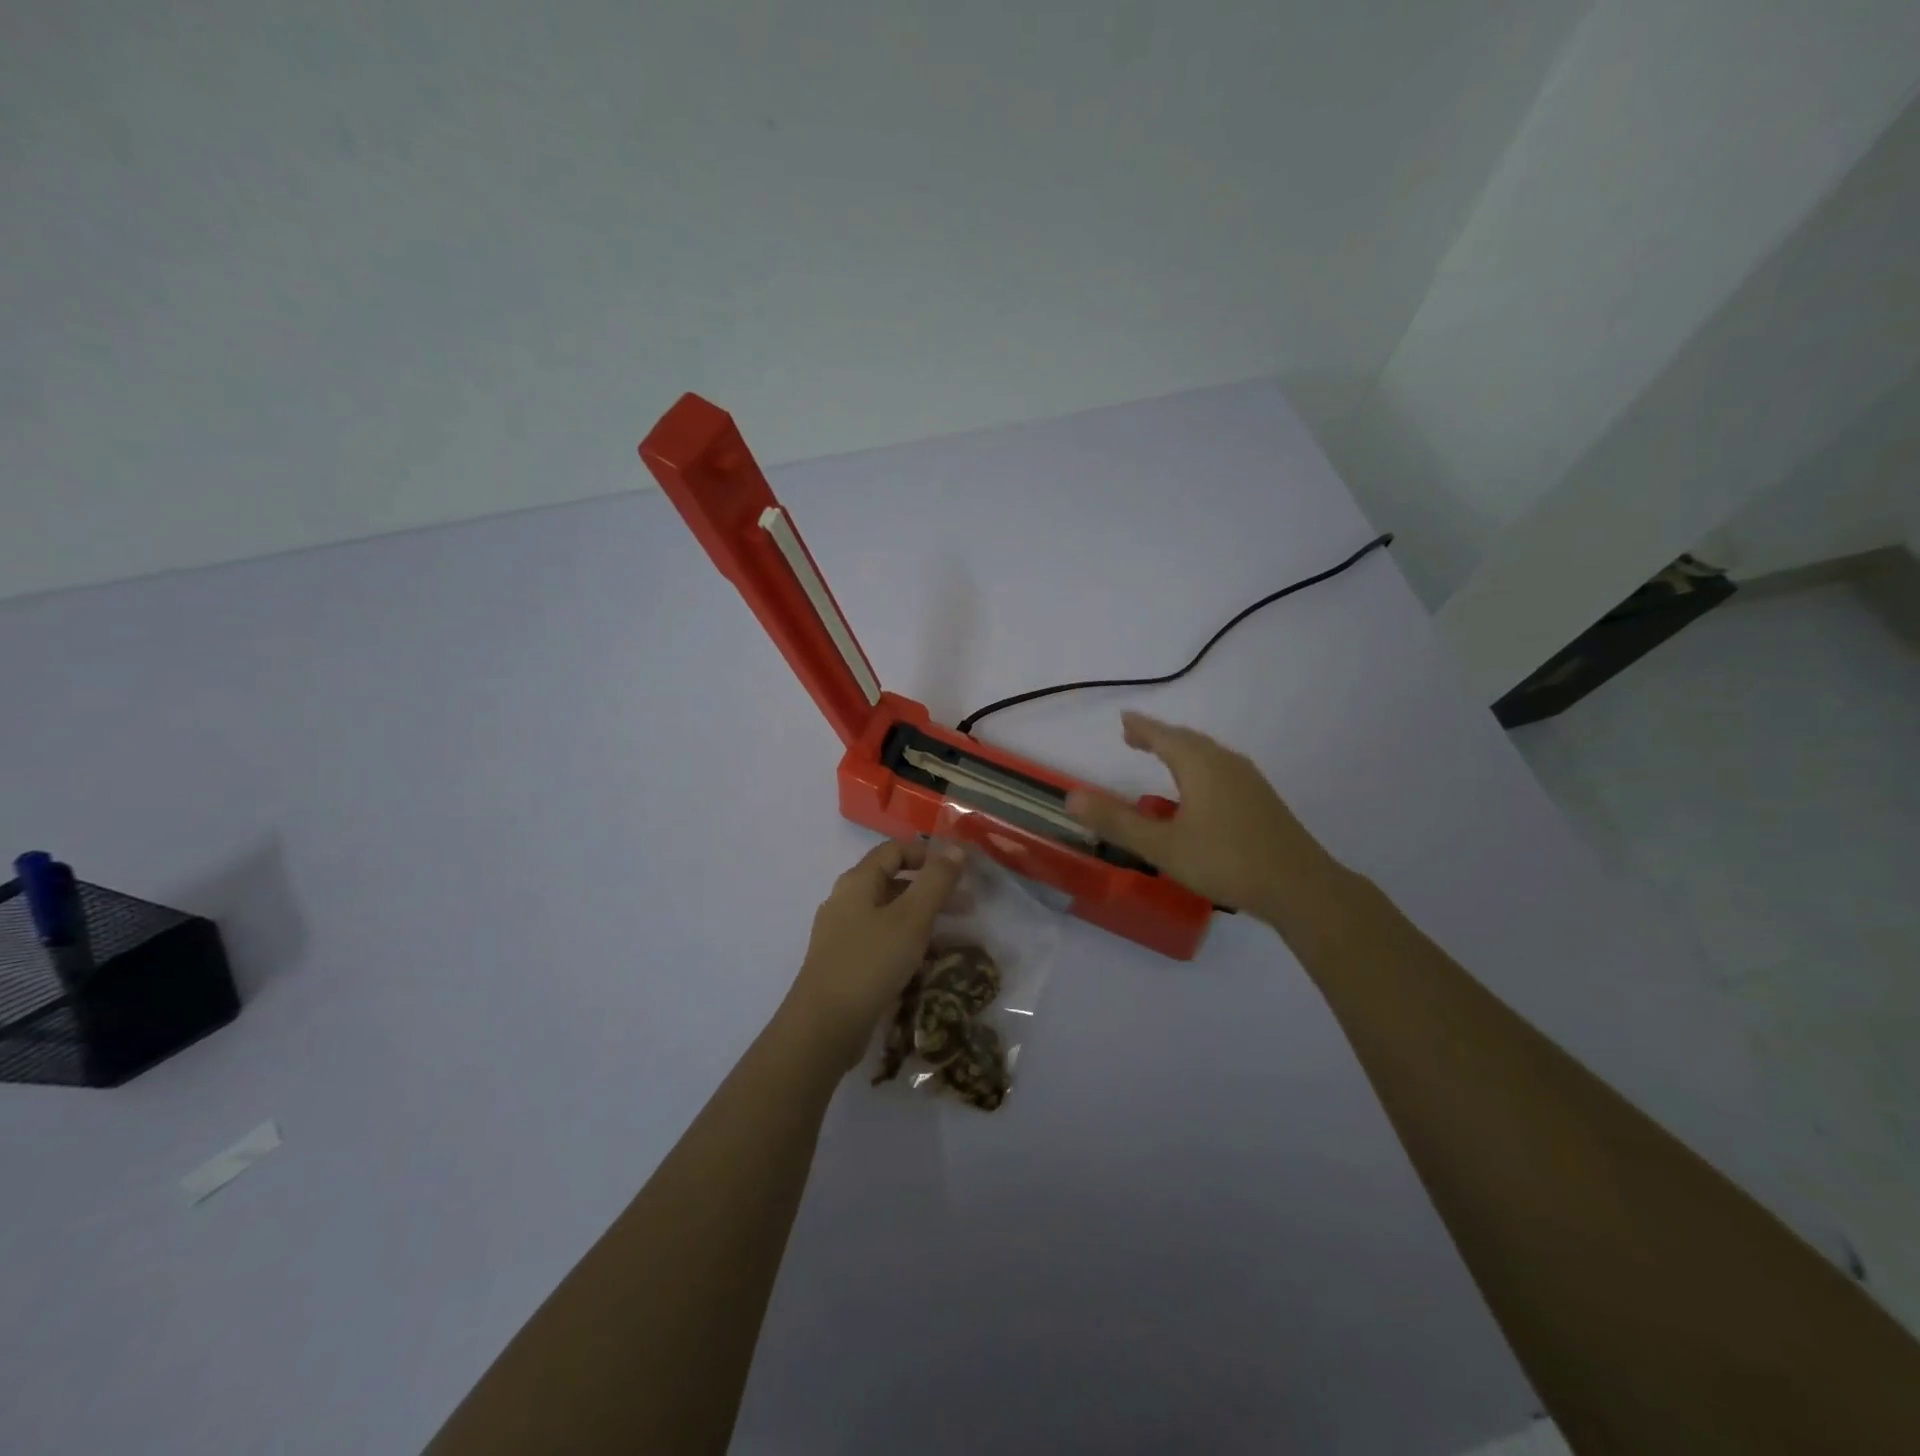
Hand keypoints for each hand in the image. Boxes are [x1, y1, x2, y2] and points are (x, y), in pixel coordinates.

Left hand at [784, 839, 966, 1068]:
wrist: (824, 1027)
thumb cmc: (870, 963)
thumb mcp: (911, 918)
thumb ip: (935, 881)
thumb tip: (956, 849)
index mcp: (857, 881)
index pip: (895, 850)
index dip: (929, 853)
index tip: (961, 870)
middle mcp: (846, 900)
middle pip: (893, 880)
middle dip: (932, 888)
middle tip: (968, 905)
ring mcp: (843, 933)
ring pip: (890, 912)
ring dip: (924, 916)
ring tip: (956, 934)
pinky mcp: (846, 962)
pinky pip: (882, 939)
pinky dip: (907, 940)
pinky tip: (927, 960)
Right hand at [1066, 711, 1340, 928]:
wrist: (1300, 887)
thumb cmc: (1226, 861)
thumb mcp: (1162, 846)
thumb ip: (1117, 822)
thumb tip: (1071, 797)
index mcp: (1201, 765)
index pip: (1164, 736)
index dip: (1141, 727)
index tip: (1123, 718)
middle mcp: (1225, 763)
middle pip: (1187, 740)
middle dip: (1159, 736)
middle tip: (1134, 736)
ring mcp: (1248, 780)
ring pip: (1207, 755)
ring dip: (1179, 751)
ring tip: (1160, 757)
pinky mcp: (1260, 800)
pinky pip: (1220, 769)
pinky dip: (1198, 767)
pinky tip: (1197, 791)